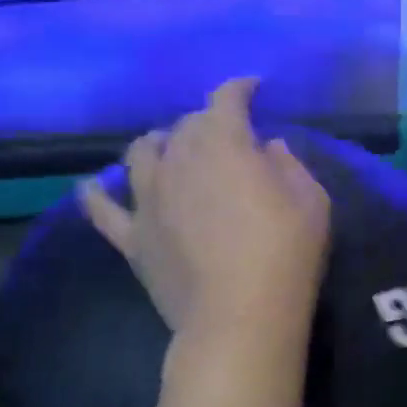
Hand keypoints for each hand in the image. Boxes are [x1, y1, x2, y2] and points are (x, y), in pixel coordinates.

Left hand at [81, 79, 329, 342]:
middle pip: (184, 125)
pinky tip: (94, 185)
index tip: (252, 89)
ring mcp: (148, 199)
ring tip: (167, 149)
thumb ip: (289, 164)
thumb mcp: (312, 202)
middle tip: (224, 136)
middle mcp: (178, 160)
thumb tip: (267, 148)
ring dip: (157, 144)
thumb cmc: (285, 255)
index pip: (226, 99)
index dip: (239, 88)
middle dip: (206, 122)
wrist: (238, 317)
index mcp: (224, 143)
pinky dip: (96, 193)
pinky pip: (102, 209)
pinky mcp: (132, 237)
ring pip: (140, 154)